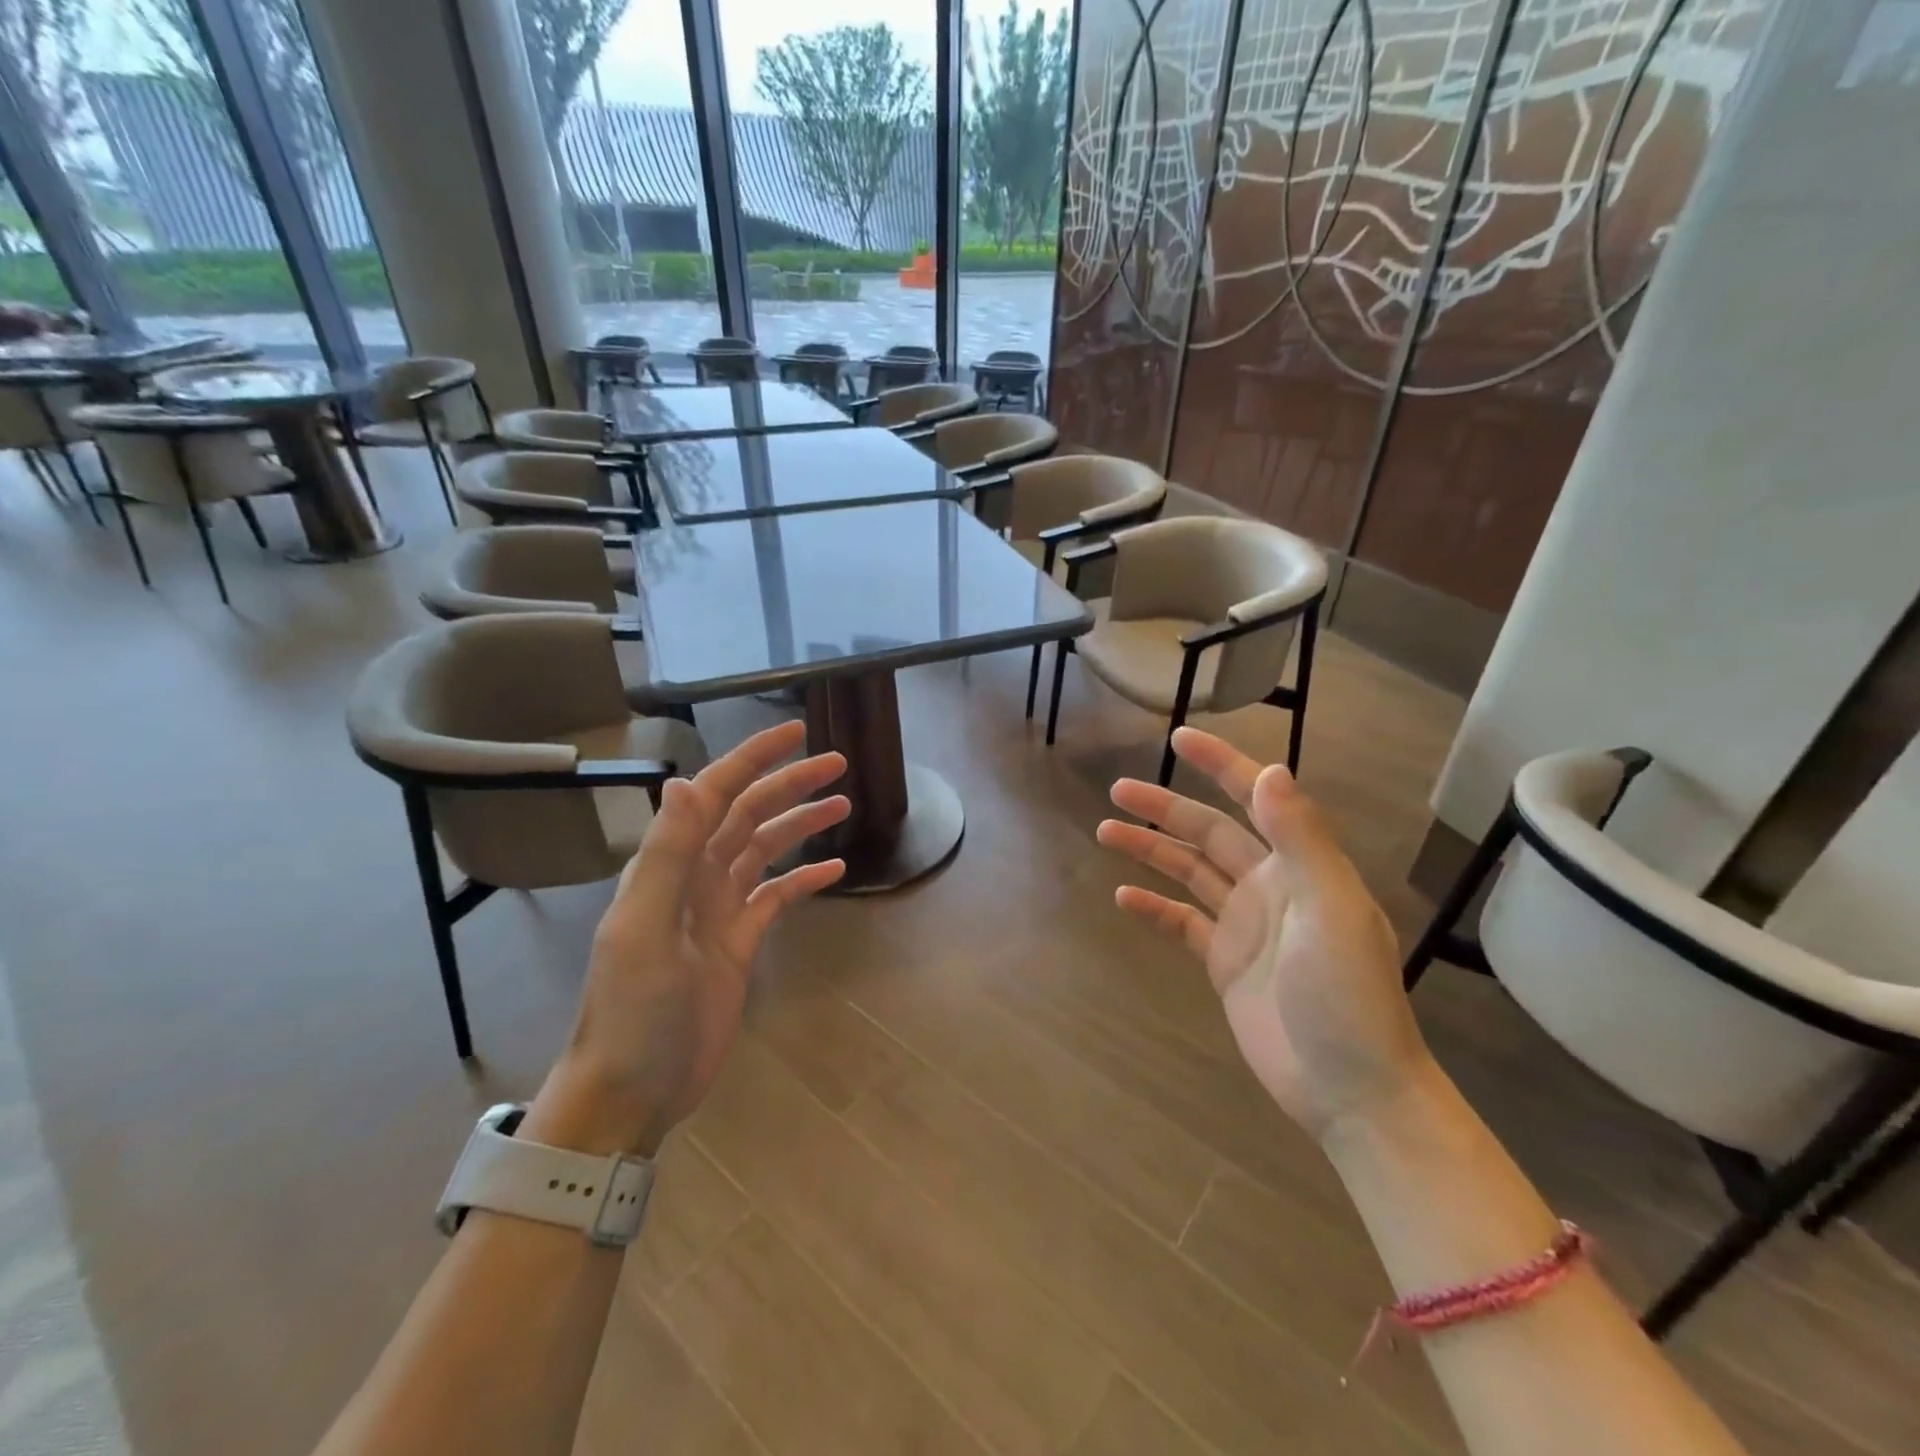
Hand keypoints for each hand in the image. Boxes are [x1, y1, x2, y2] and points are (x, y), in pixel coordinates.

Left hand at [525, 721, 848, 1155]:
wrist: (632, 1089)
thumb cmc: (634, 1011)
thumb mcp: (646, 929)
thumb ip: (667, 854)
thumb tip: (684, 779)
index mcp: (670, 865)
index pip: (717, 793)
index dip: (755, 758)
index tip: (797, 732)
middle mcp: (695, 876)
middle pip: (748, 814)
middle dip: (790, 784)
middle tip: (838, 765)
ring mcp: (718, 910)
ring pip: (765, 850)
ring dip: (800, 825)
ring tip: (844, 807)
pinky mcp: (738, 942)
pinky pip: (776, 897)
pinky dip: (803, 880)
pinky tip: (835, 872)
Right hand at [1096, 727, 1432, 1140]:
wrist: (1350, 1089)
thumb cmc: (1347, 996)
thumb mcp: (1332, 910)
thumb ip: (1301, 839)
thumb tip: (1269, 770)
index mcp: (1301, 865)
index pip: (1255, 799)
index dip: (1219, 766)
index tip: (1178, 740)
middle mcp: (1270, 885)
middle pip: (1208, 832)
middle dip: (1165, 807)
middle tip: (1117, 789)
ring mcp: (1245, 924)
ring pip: (1189, 872)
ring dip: (1150, 850)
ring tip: (1105, 831)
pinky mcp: (1225, 962)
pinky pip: (1181, 923)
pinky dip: (1153, 908)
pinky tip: (1123, 897)